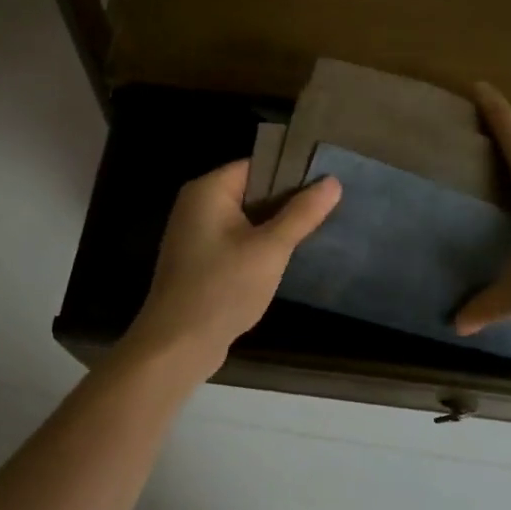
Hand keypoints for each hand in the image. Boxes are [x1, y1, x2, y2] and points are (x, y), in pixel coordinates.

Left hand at [122, 160, 341, 377]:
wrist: (177, 344)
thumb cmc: (223, 288)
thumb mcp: (270, 249)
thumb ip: (301, 214)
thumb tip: (332, 182)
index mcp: (208, 189)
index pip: (258, 165)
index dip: (292, 172)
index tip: (326, 183)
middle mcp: (197, 203)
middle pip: (252, 189)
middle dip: (286, 200)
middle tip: (326, 209)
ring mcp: (195, 232)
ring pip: (245, 217)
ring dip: (274, 225)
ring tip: (313, 230)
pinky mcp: (198, 258)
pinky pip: (235, 238)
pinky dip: (258, 244)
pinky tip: (283, 257)